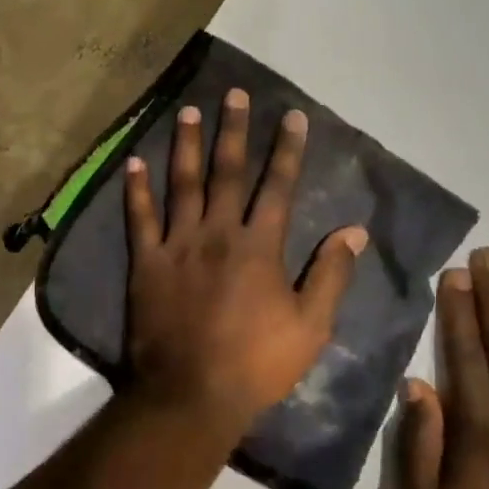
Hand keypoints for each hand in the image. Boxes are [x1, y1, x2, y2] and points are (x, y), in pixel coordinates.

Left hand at [124, 89, 368, 434]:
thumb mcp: (311, 326)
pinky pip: (139, 218)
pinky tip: (133, 161)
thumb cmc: (256, 363)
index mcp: (259, 246)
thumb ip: (331, 275)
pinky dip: (135, 189)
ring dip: (186, 145)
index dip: (286, 149)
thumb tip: (354, 231)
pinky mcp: (146, 262)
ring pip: (182, 184)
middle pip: (227, 172)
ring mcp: (178, 245)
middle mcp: (217, 233)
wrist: (191, 393)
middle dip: (233, 130)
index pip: (277, 186)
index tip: (291, 116)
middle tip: (234, 94)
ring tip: (188, 111)